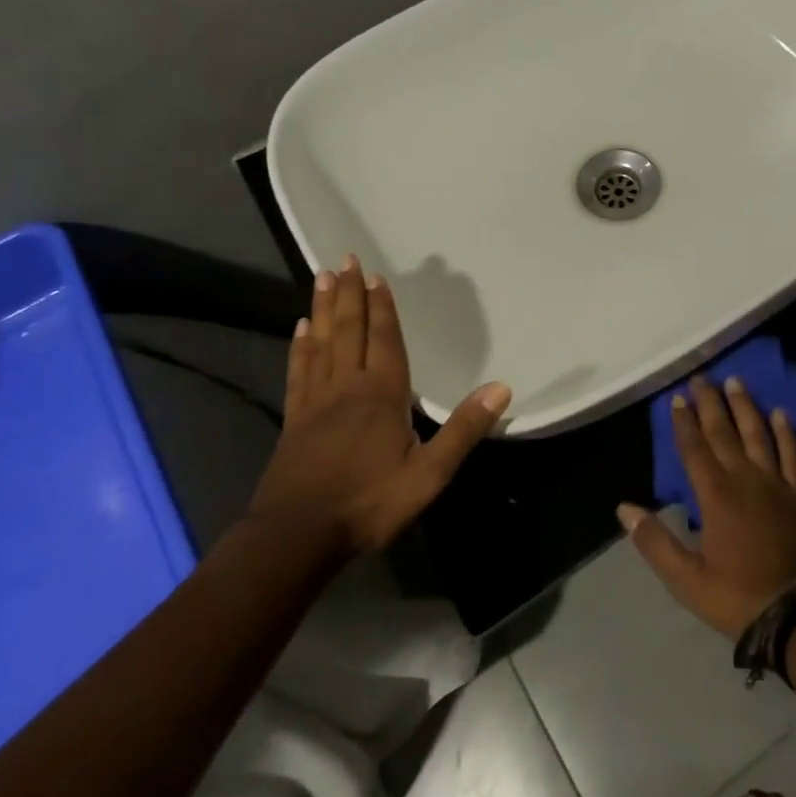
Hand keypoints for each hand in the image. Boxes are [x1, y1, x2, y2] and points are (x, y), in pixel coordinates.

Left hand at [248, 255, 510, 556]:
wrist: (297, 537)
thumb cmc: (369, 503)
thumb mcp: (429, 475)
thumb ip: (463, 430)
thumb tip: (501, 388)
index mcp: (382, 394)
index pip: (384, 339)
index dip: (382, 306)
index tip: (375, 275)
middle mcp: (347, 387)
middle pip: (349, 330)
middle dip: (350, 294)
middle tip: (343, 259)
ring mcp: (316, 401)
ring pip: (321, 343)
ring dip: (324, 309)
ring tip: (322, 278)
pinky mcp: (295, 420)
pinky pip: (299, 371)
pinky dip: (300, 346)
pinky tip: (300, 330)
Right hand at [617, 376, 795, 637]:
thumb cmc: (737, 596)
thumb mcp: (686, 579)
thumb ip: (654, 542)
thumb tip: (624, 509)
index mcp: (716, 496)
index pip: (695, 450)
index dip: (684, 423)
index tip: (677, 398)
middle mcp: (745, 479)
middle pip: (724, 433)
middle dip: (710, 404)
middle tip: (701, 378)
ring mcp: (775, 484)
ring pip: (757, 435)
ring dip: (745, 407)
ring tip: (735, 382)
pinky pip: (792, 455)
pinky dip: (785, 433)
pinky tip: (779, 413)